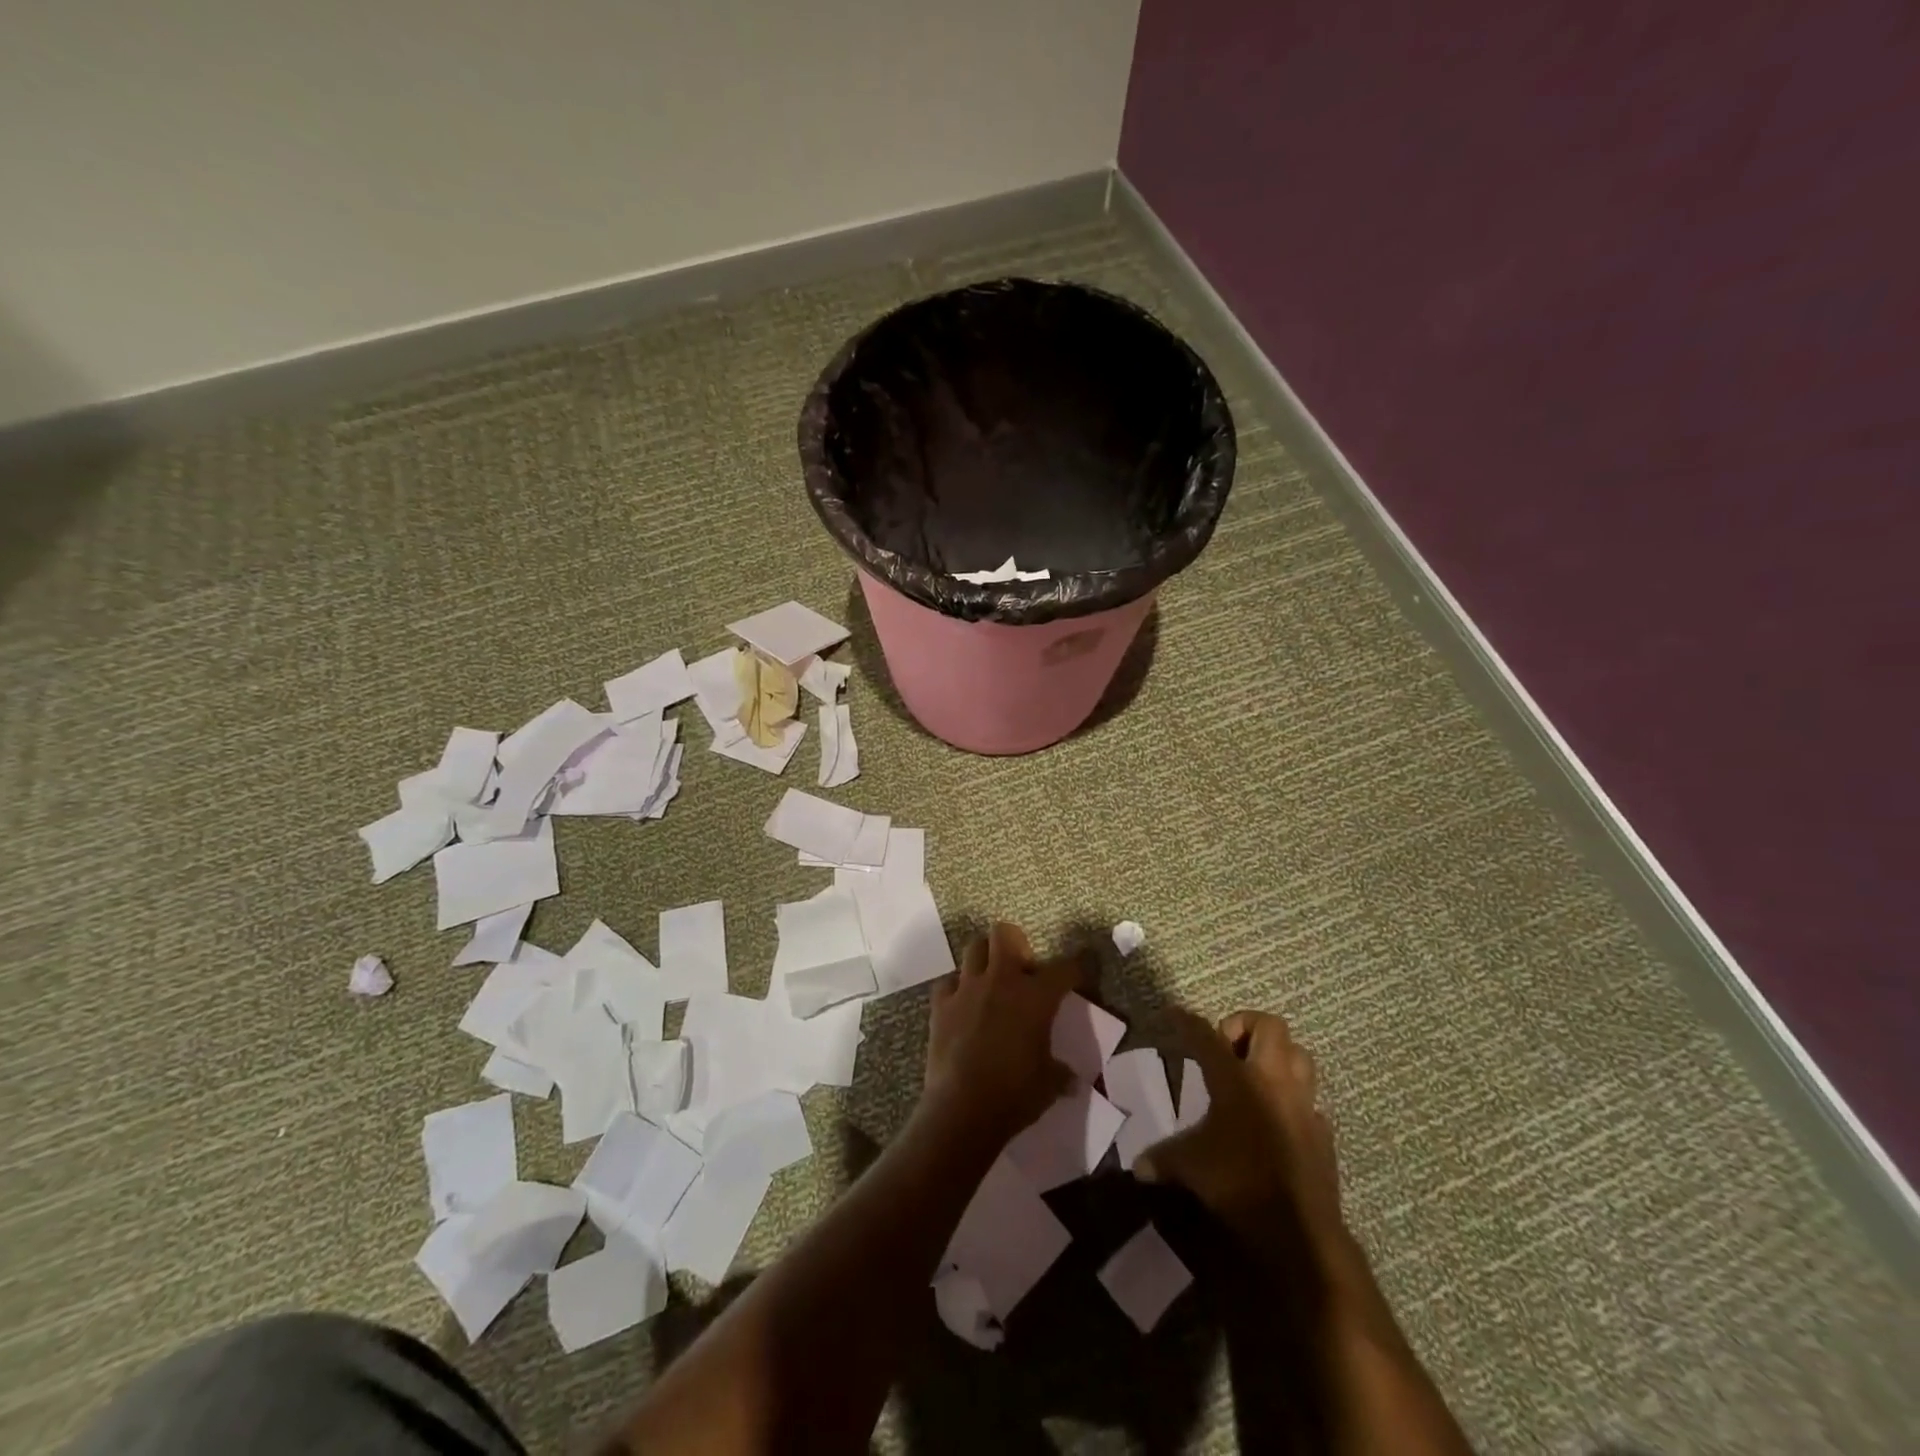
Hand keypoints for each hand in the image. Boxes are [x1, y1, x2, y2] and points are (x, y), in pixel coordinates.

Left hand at [922, 922, 1075, 1148]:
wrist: (962, 1110)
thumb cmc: (1015, 1095)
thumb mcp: (1049, 1084)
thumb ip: (1060, 1073)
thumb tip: (1071, 1080)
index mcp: (1035, 997)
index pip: (1065, 968)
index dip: (1077, 967)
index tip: (1081, 970)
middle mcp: (1001, 981)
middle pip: (1005, 934)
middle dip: (1016, 943)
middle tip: (1021, 969)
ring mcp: (967, 989)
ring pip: (973, 948)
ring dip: (985, 960)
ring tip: (991, 982)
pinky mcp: (940, 1004)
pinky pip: (948, 982)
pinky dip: (956, 989)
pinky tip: (962, 1006)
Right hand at [1137, 1010, 1344, 1253]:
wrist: (1299, 1230)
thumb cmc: (1238, 1183)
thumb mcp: (1190, 1167)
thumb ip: (1163, 1159)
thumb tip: (1138, 1167)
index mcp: (1235, 1079)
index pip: (1206, 1036)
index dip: (1187, 1021)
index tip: (1175, 1013)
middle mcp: (1272, 1080)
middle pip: (1269, 1026)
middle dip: (1246, 1026)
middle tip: (1227, 1048)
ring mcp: (1303, 1104)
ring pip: (1300, 1055)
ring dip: (1278, 1055)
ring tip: (1256, 1073)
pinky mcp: (1322, 1132)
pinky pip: (1310, 1100)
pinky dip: (1294, 1099)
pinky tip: (1277, 1118)